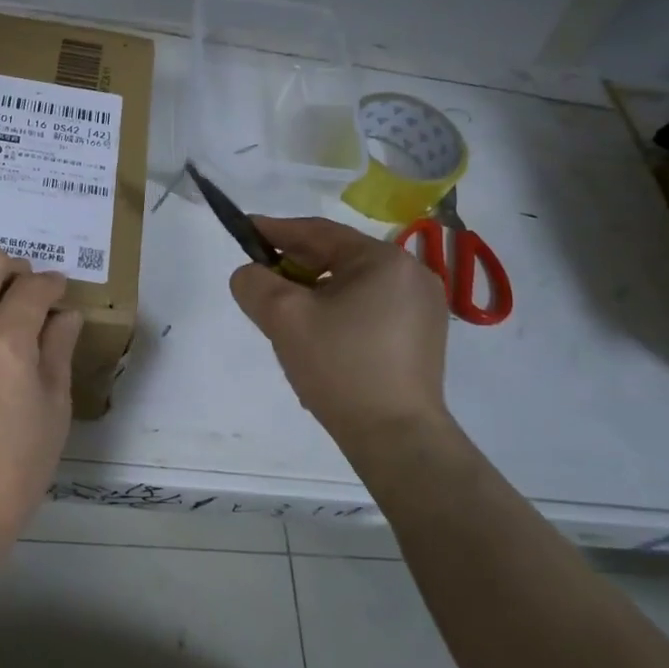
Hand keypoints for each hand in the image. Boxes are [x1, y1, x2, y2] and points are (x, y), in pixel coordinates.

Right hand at [229, 217, 449, 450]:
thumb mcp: (284, 317)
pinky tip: (318, 333)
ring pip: (352, 284)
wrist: (396, 438)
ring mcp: (423, 308)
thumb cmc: (340, 367)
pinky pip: (369, 308)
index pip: (318, 232)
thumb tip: (250, 274)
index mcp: (384, 260)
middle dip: (294, 265)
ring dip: (315, 290)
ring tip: (285, 310)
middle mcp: (412, 275)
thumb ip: (254, 283)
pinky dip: (338, 310)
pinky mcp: (422, 338)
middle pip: (338, 257)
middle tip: (260, 277)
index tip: (245, 229)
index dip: (276, 230)